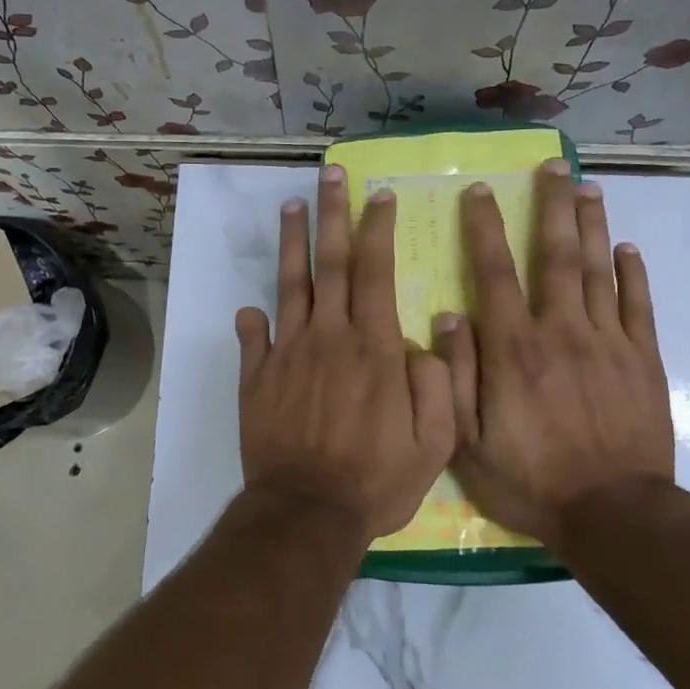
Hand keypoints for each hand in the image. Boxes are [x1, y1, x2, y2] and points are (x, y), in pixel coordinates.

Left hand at [236, 165, 455, 542]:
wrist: (308, 512)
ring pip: (290, 285)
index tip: (379, 196)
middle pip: (330, 263)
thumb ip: (438, 382)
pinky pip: (253, 338)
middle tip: (330, 175)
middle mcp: (329, 337)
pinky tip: (251, 305)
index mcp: (374, 347)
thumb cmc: (376, 480)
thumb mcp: (435, 442)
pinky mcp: (256, 377)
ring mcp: (287, 353)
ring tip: (291, 206)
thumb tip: (428, 335)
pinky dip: (252, 319)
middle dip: (332, 214)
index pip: (376, 272)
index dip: (377, 229)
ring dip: (292, 243)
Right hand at [434, 163, 674, 541]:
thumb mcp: (468, 441)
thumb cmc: (531, 479)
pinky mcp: (644, 361)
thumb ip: (454, 376)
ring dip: (591, 226)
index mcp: (514, 348)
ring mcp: (608, 343)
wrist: (613, 515)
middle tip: (552, 166)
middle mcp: (561, 331)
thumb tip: (448, 317)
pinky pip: (640, 307)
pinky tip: (628, 249)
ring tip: (587, 188)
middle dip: (550, 208)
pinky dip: (634, 275)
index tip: (480, 191)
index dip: (485, 229)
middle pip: (555, 257)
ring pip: (598, 271)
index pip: (495, 274)